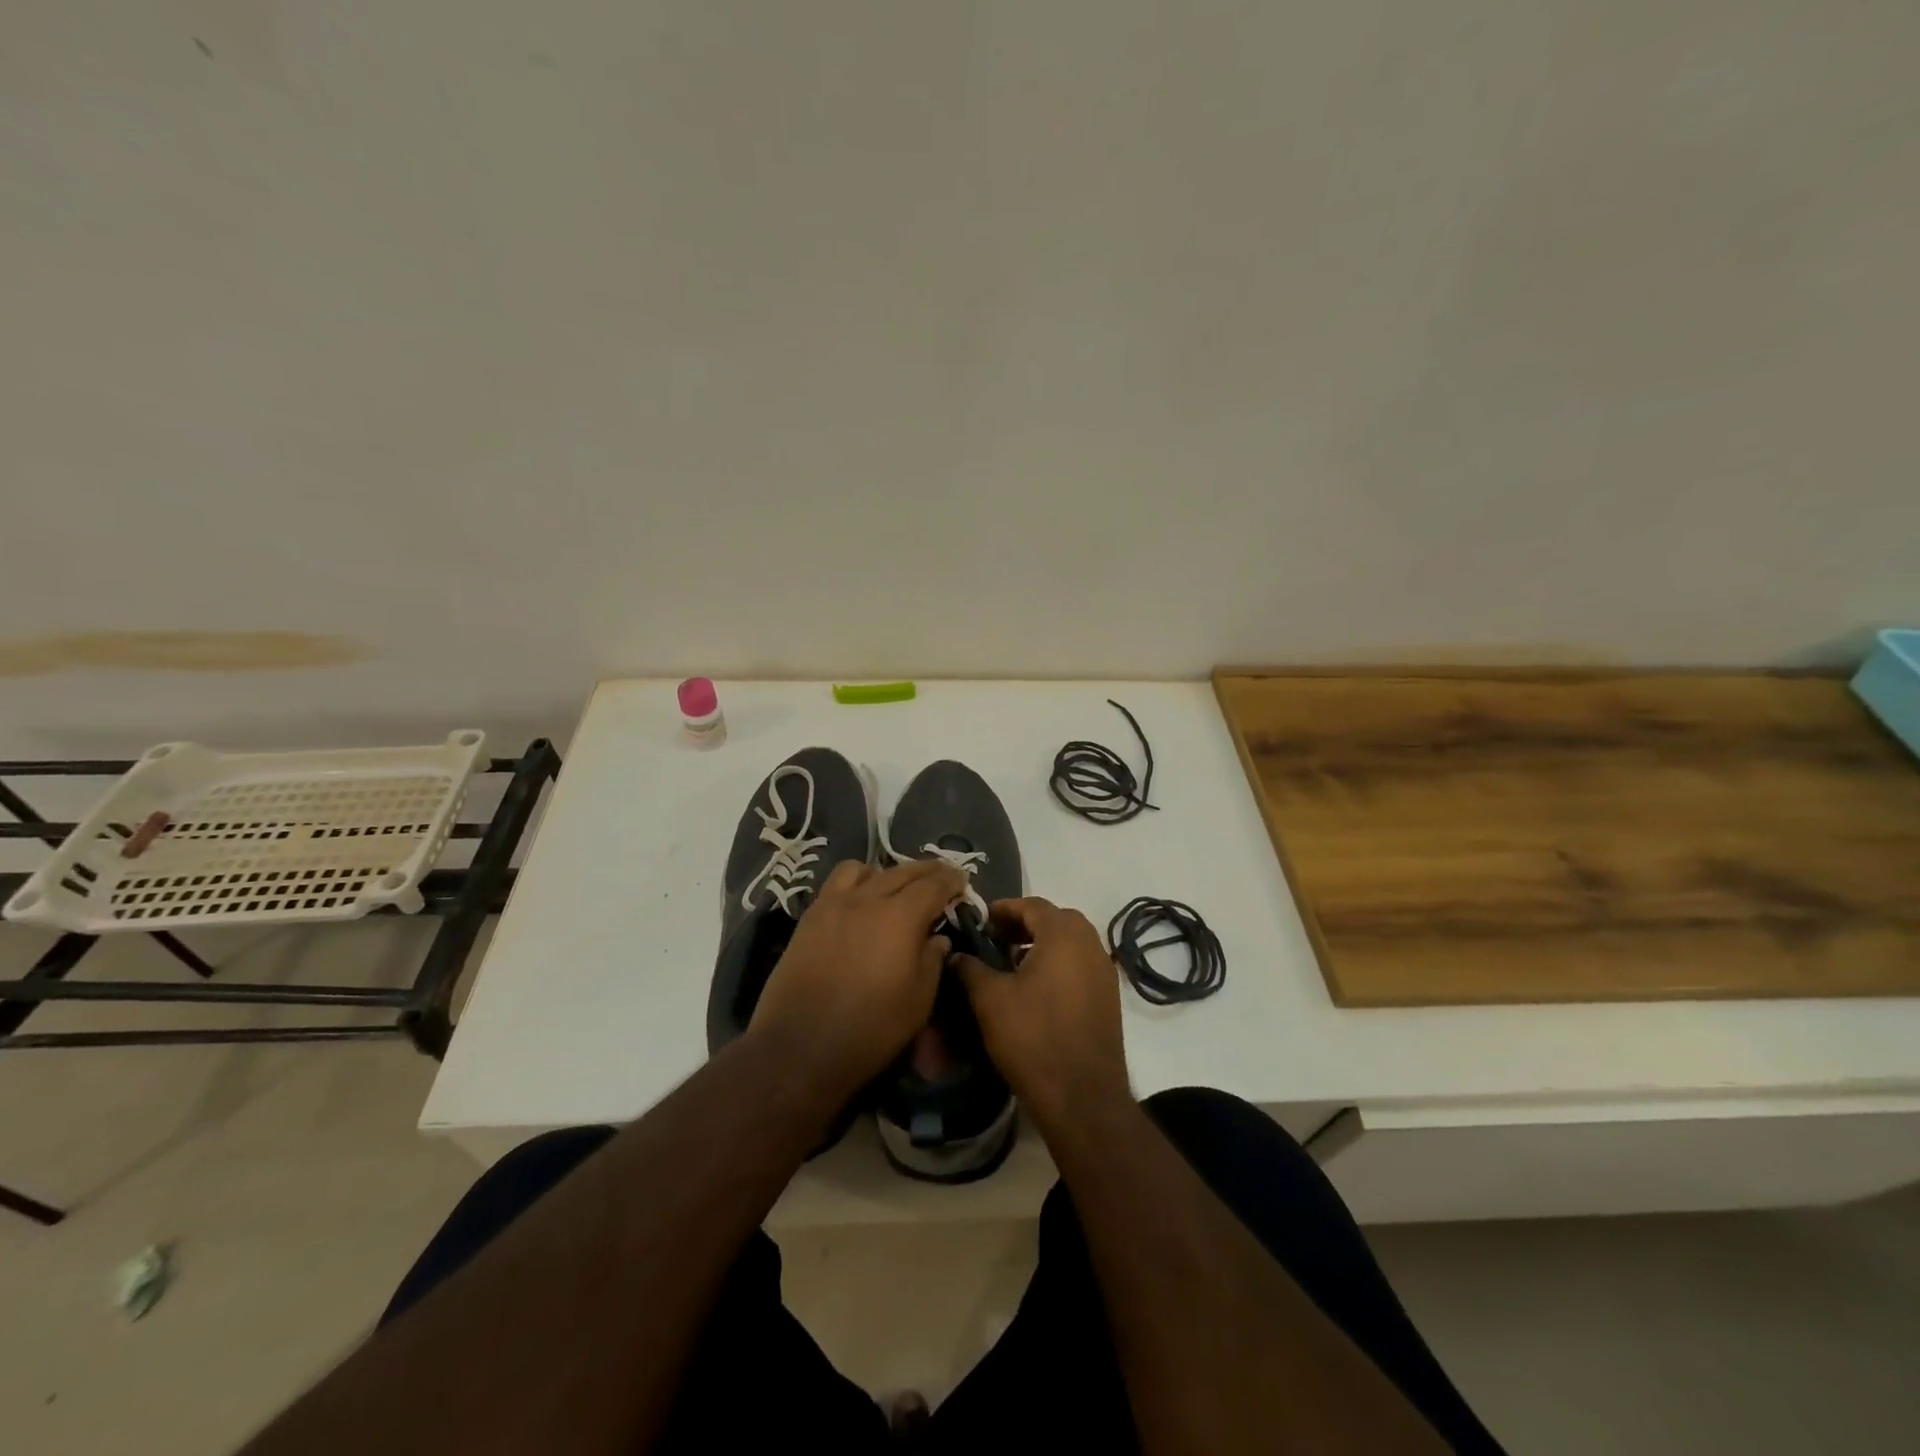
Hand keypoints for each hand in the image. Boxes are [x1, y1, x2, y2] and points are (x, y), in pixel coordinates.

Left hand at [748, 858, 965, 1103]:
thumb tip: (938, 938)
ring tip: (896, 887)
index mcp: (901, 917)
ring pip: (866, 869)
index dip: (951, 880)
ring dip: (888, 872)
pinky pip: (837, 882)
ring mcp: (834, 903)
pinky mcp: (810, 916)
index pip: (934, 884)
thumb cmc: (870, 1028)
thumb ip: (932, 960)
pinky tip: (859, 899)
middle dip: (927, 870)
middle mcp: (868, 898)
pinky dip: (856, 880)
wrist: (800, 1046)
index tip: (962, 880)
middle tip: (941, 875)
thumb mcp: (919, 1001)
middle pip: (903, 871)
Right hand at [952, 896, 1131, 1127]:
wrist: (1082, 1096)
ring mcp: (1104, 971)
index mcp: (1064, 935)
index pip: (1032, 905)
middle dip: (1025, 924)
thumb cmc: (1033, 1037)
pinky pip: (1081, 964)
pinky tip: (1036, 989)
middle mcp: (1090, 944)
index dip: (1004, 909)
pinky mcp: (1109, 997)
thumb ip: (971, 968)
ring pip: (1071, 942)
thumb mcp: (990, 999)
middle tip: (996, 939)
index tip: (980, 921)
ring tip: (1012, 964)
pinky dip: (1059, 964)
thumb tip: (956, 955)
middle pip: (1056, 919)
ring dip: (1043, 944)